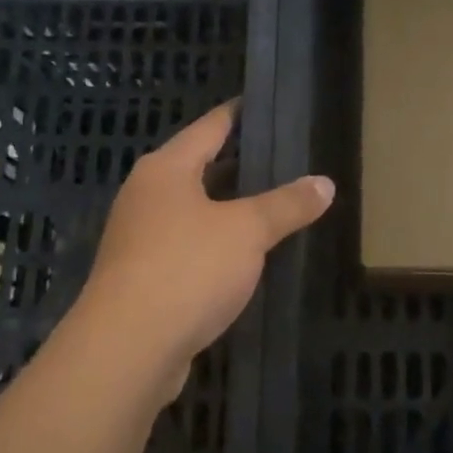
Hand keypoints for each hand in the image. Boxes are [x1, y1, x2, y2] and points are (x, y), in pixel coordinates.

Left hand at [74, 100, 333, 400]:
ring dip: (227, 208)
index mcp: (166, 169)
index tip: (263, 103)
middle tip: (283, 157)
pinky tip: (243, 255)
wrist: (127, 348)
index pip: (209, 127)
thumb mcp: (247, 231)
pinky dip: (215, 243)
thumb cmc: (187, 269)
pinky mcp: (142, 277)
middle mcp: (146, 195)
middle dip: (238, 164)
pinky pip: (187, 246)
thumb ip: (286, 205)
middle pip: (198, 167)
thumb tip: (325, 183)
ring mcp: (139, 238)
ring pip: (193, 210)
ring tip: (271, 203)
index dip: (238, 114)